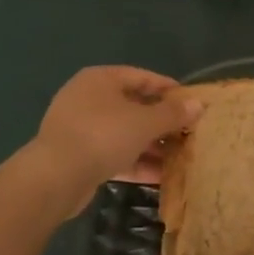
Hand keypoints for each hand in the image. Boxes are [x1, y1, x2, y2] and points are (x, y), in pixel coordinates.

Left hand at [31, 66, 202, 195]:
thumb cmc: (103, 135)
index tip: (192, 103)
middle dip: (162, 122)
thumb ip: (172, 113)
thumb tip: (198, 104)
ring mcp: (80, 128)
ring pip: (124, 132)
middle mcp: (88, 98)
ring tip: (179, 158)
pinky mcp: (78, 155)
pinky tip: (160, 177)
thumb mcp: (144, 122)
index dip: (169, 89)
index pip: (142, 77)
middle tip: (188, 134)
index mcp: (101, 79)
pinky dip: (135, 162)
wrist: (55, 177)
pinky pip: (113, 153)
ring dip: (151, 145)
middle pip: (133, 106)